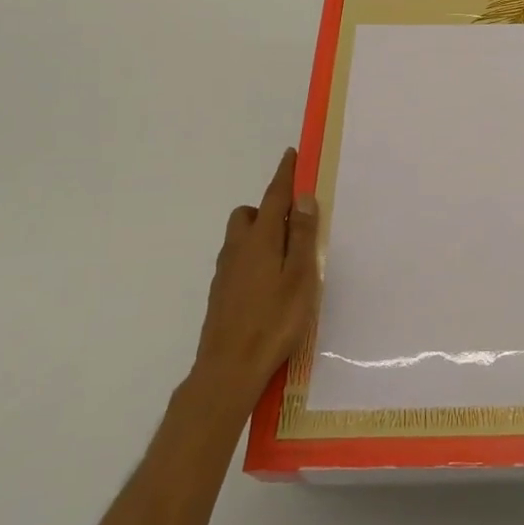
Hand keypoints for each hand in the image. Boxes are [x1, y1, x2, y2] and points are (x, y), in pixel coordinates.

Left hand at [195, 148, 319, 401]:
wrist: (229, 369)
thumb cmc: (274, 320)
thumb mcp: (299, 276)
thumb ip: (300, 236)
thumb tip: (302, 198)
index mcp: (259, 240)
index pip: (274, 197)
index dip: (284, 175)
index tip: (291, 155)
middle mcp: (237, 250)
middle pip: (248, 215)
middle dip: (267, 209)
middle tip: (293, 224)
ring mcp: (225, 273)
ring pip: (240, 239)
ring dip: (260, 235)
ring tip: (285, 257)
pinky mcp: (221, 295)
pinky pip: (238, 261)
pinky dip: (253, 258)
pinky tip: (269, 284)